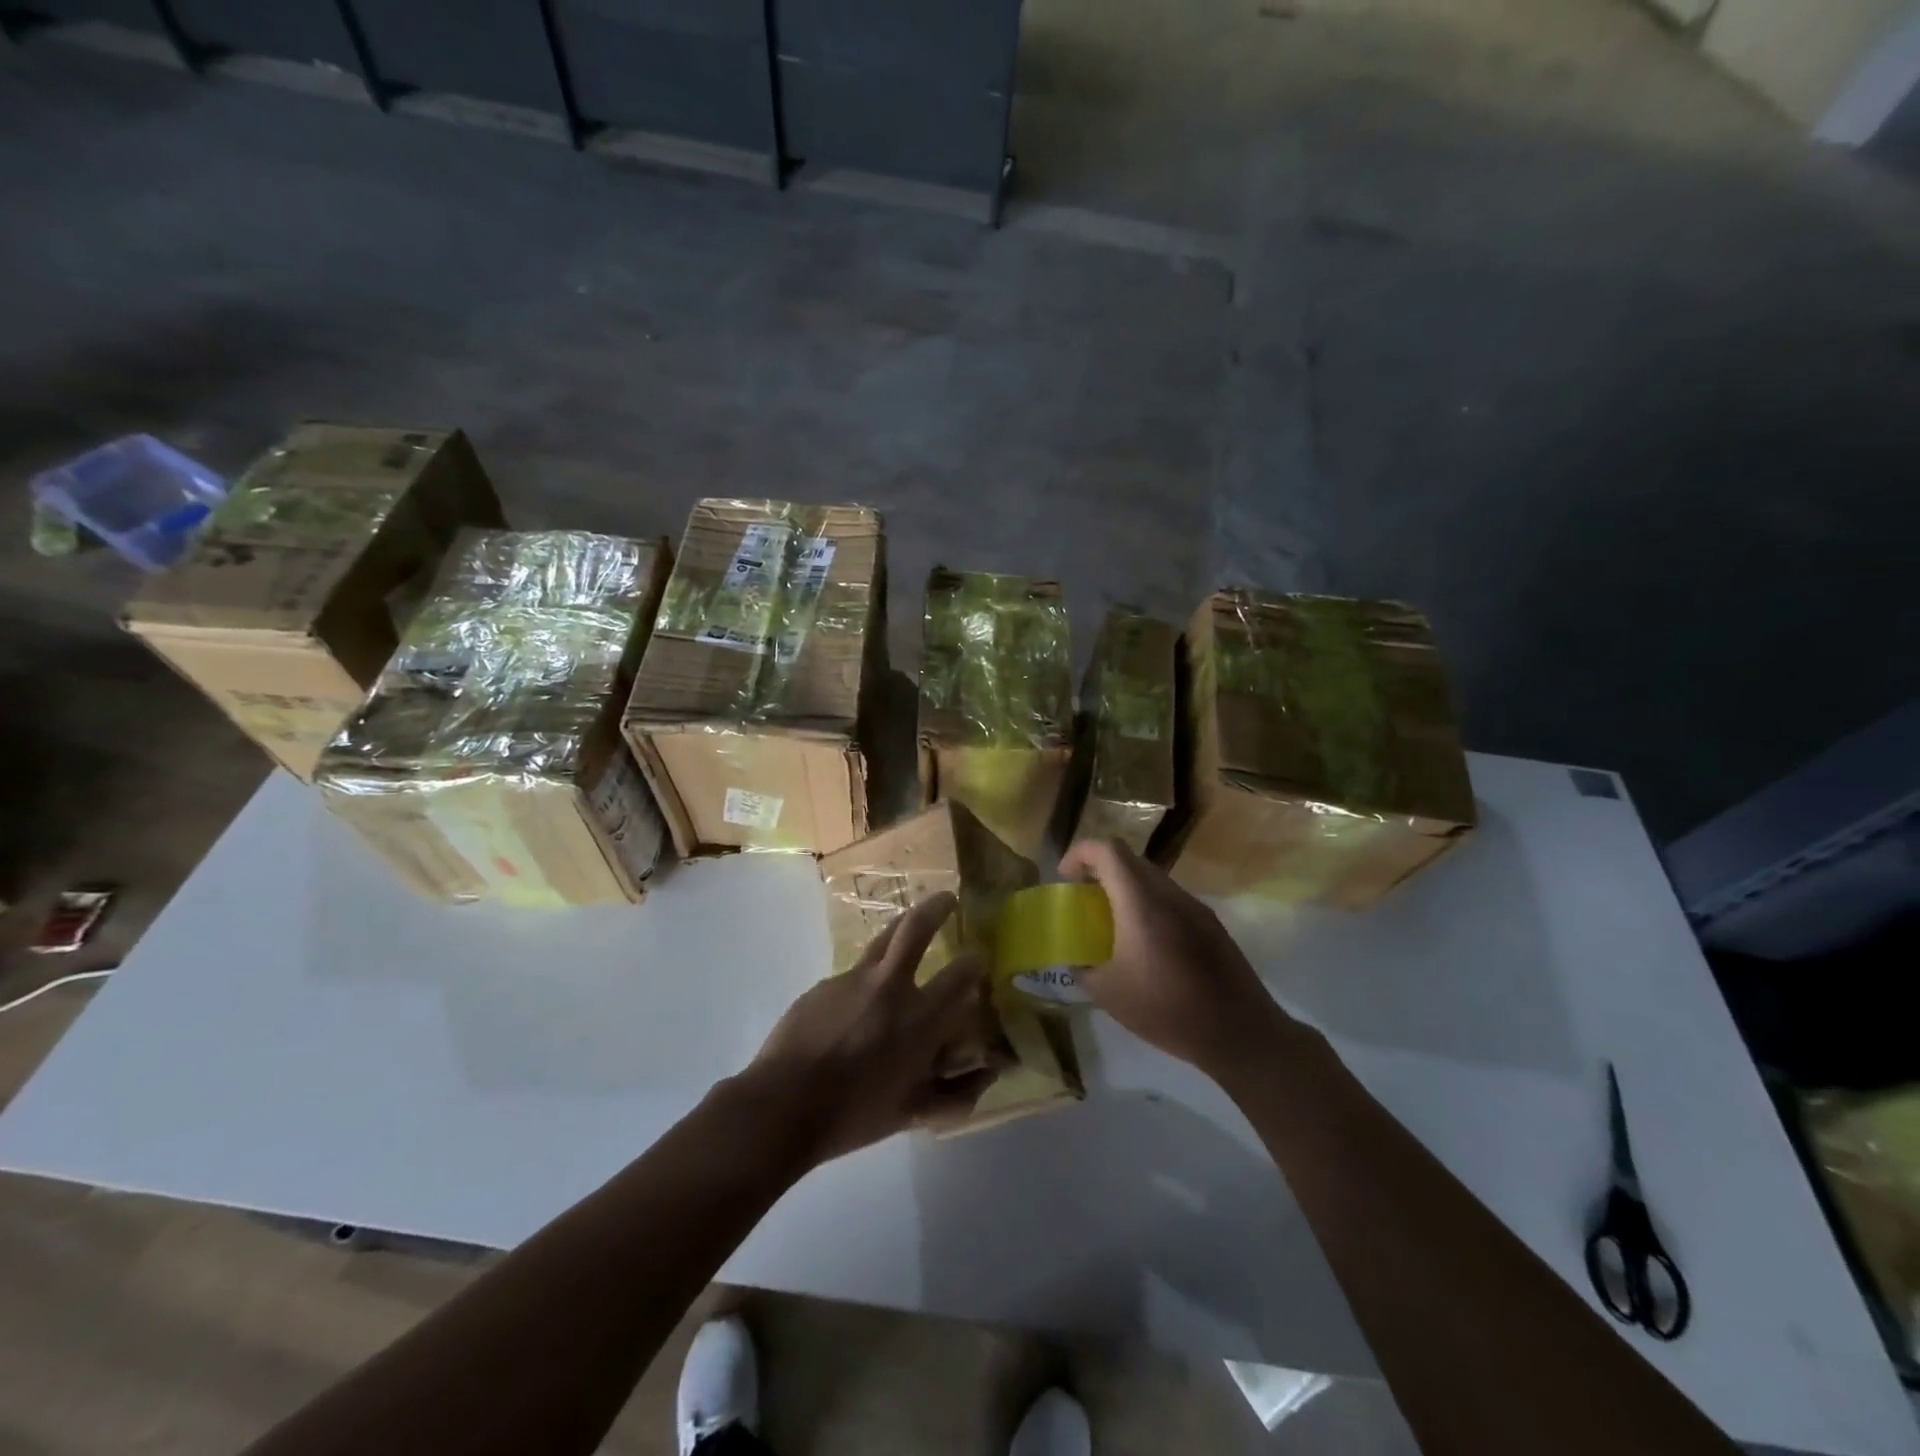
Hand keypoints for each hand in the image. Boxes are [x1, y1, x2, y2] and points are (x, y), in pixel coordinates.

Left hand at [744, 892, 996, 1165]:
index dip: (975, 962)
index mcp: (919, 1018)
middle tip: (949, 898)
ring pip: (884, 937)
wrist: (783, 1105)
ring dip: (903, 923)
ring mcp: (853, 979)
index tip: (980, 957)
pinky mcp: (825, 984)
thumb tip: (994, 1072)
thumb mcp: (913, 1111)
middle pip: (916, 928)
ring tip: (911, 922)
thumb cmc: (854, 1114)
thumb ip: (957, 1093)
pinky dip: (866, 979)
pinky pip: (854, 974)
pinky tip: (857, 1005)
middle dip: (937, 907)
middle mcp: (890, 986)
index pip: (961, 974)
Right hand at [1058, 838, 1290, 1074]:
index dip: (1081, 853)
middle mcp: (1169, 894)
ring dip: (1127, 889)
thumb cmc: (1167, 1010)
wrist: (1240, 1033)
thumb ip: (1084, 969)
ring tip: (1114, 923)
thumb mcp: (1109, 995)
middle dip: (1101, 870)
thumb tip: (1076, 961)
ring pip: (1153, 879)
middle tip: (1086, 899)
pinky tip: (1147, 945)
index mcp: (1141, 903)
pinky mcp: (1212, 925)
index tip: (1066, 878)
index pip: (1108, 850)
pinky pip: (1172, 900)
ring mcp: (1195, 907)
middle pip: (1130, 860)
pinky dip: (1150, 906)